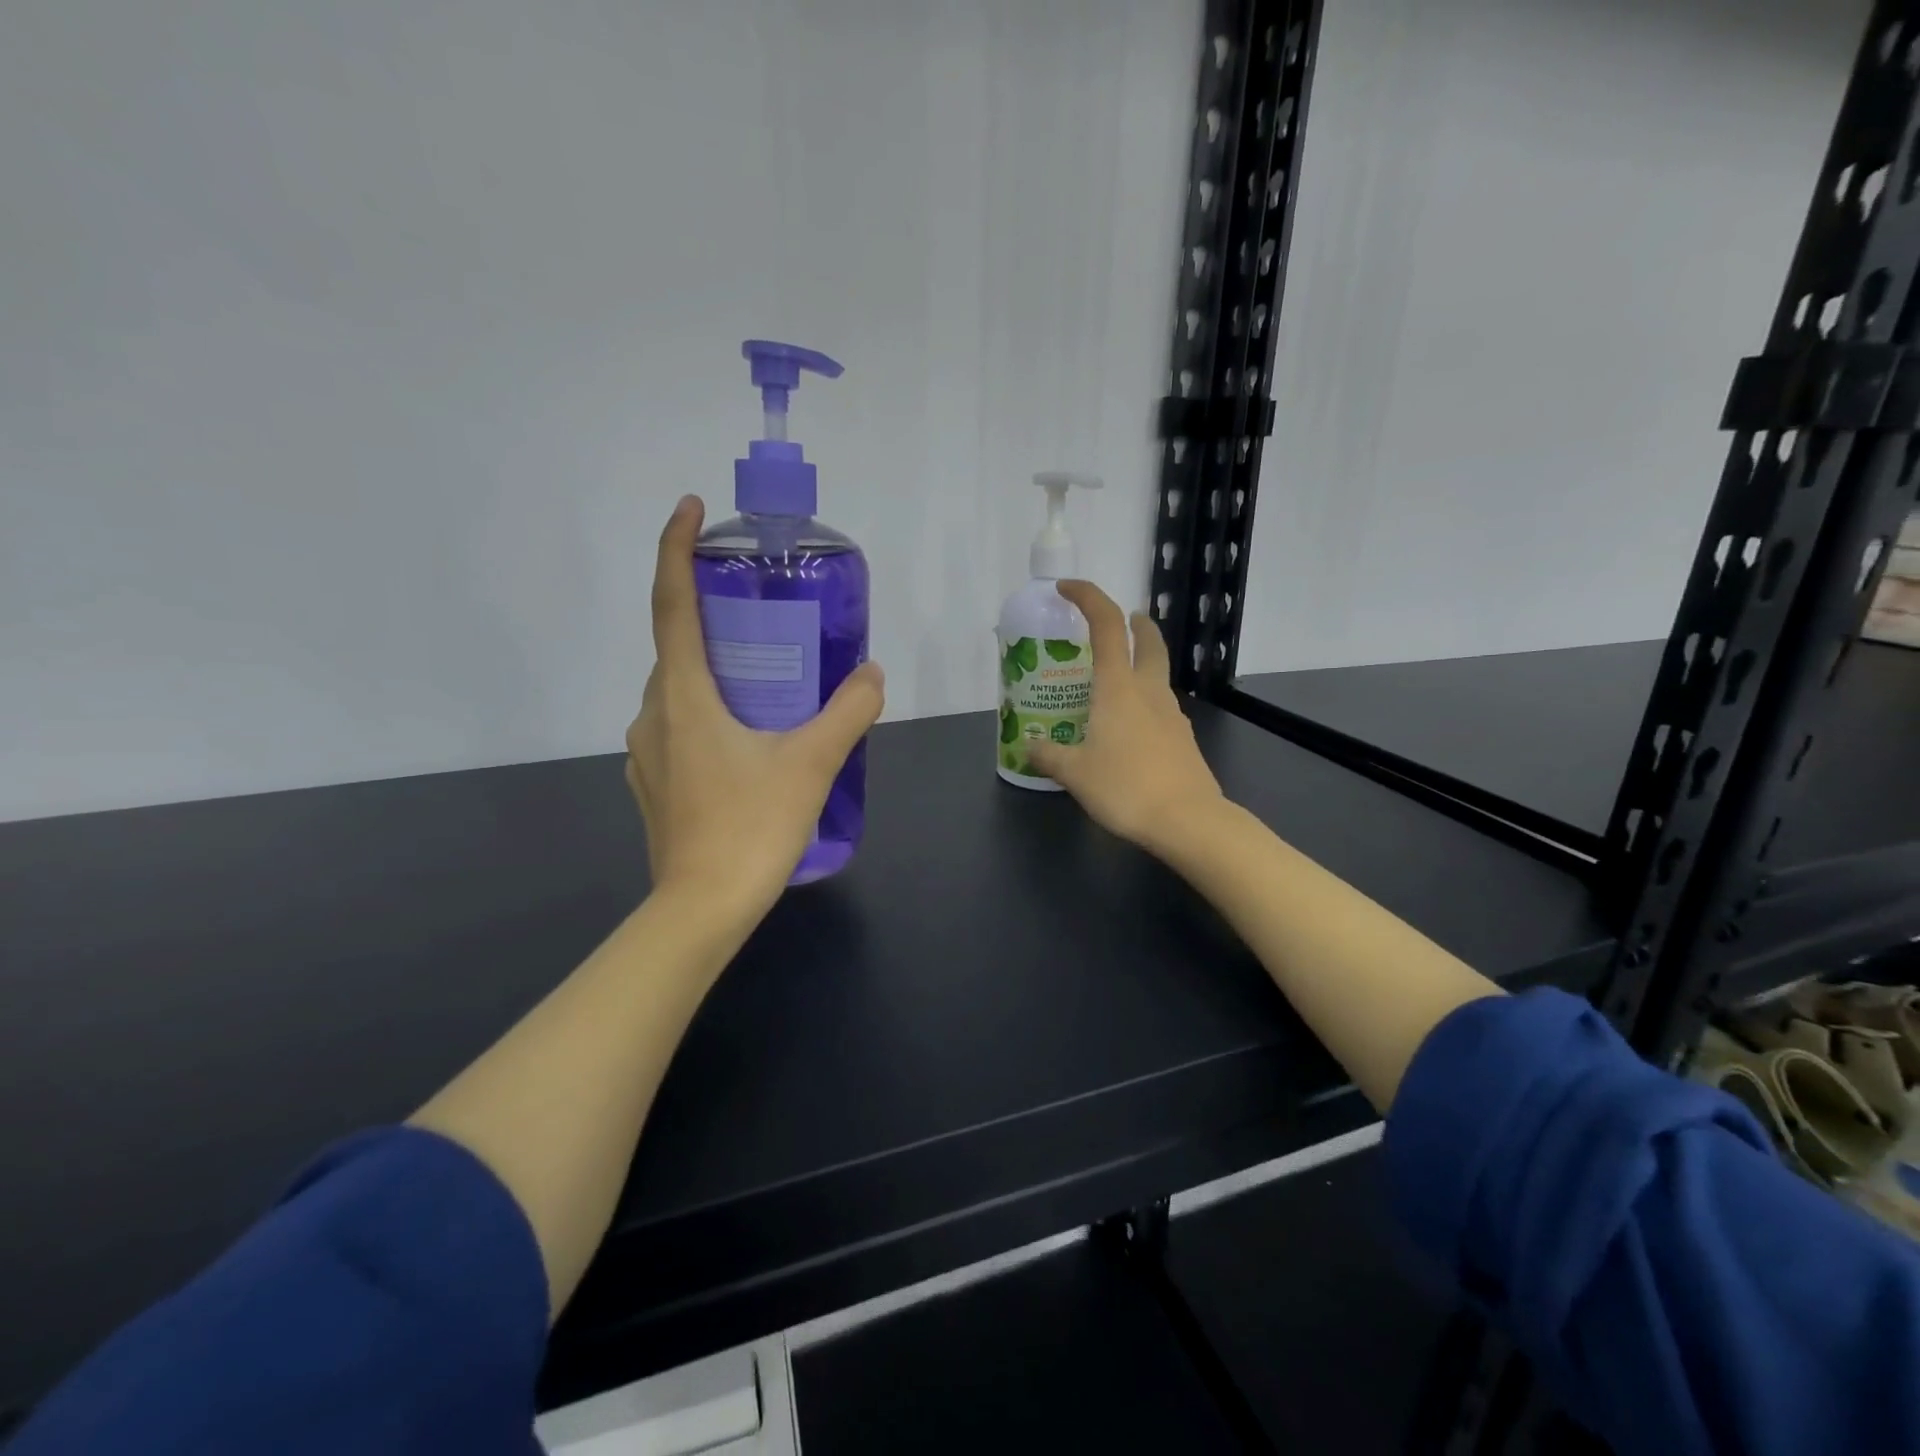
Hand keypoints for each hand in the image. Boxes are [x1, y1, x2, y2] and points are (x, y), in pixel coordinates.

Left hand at [625, 496, 883, 920]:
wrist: (701, 909)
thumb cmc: (752, 827)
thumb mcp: (812, 763)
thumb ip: (848, 711)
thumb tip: (872, 673)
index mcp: (683, 695)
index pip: (671, 605)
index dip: (675, 550)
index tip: (690, 509)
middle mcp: (653, 714)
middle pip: (677, 648)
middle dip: (712, 620)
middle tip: (762, 616)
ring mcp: (647, 754)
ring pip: (679, 692)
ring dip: (714, 673)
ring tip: (765, 680)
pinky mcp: (655, 784)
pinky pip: (679, 728)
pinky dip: (709, 713)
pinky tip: (748, 739)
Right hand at [1028, 581, 1224, 854]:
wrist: (1187, 821)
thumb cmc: (1125, 787)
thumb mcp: (1074, 773)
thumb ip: (1048, 755)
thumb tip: (1028, 747)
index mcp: (1118, 687)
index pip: (1106, 625)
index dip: (1088, 597)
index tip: (1067, 589)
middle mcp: (1149, 691)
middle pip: (1148, 641)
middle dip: (1136, 624)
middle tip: (1124, 620)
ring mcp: (1172, 714)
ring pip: (1157, 676)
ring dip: (1140, 665)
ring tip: (1113, 684)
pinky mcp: (1183, 739)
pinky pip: (1160, 708)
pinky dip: (1145, 702)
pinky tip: (1129, 729)